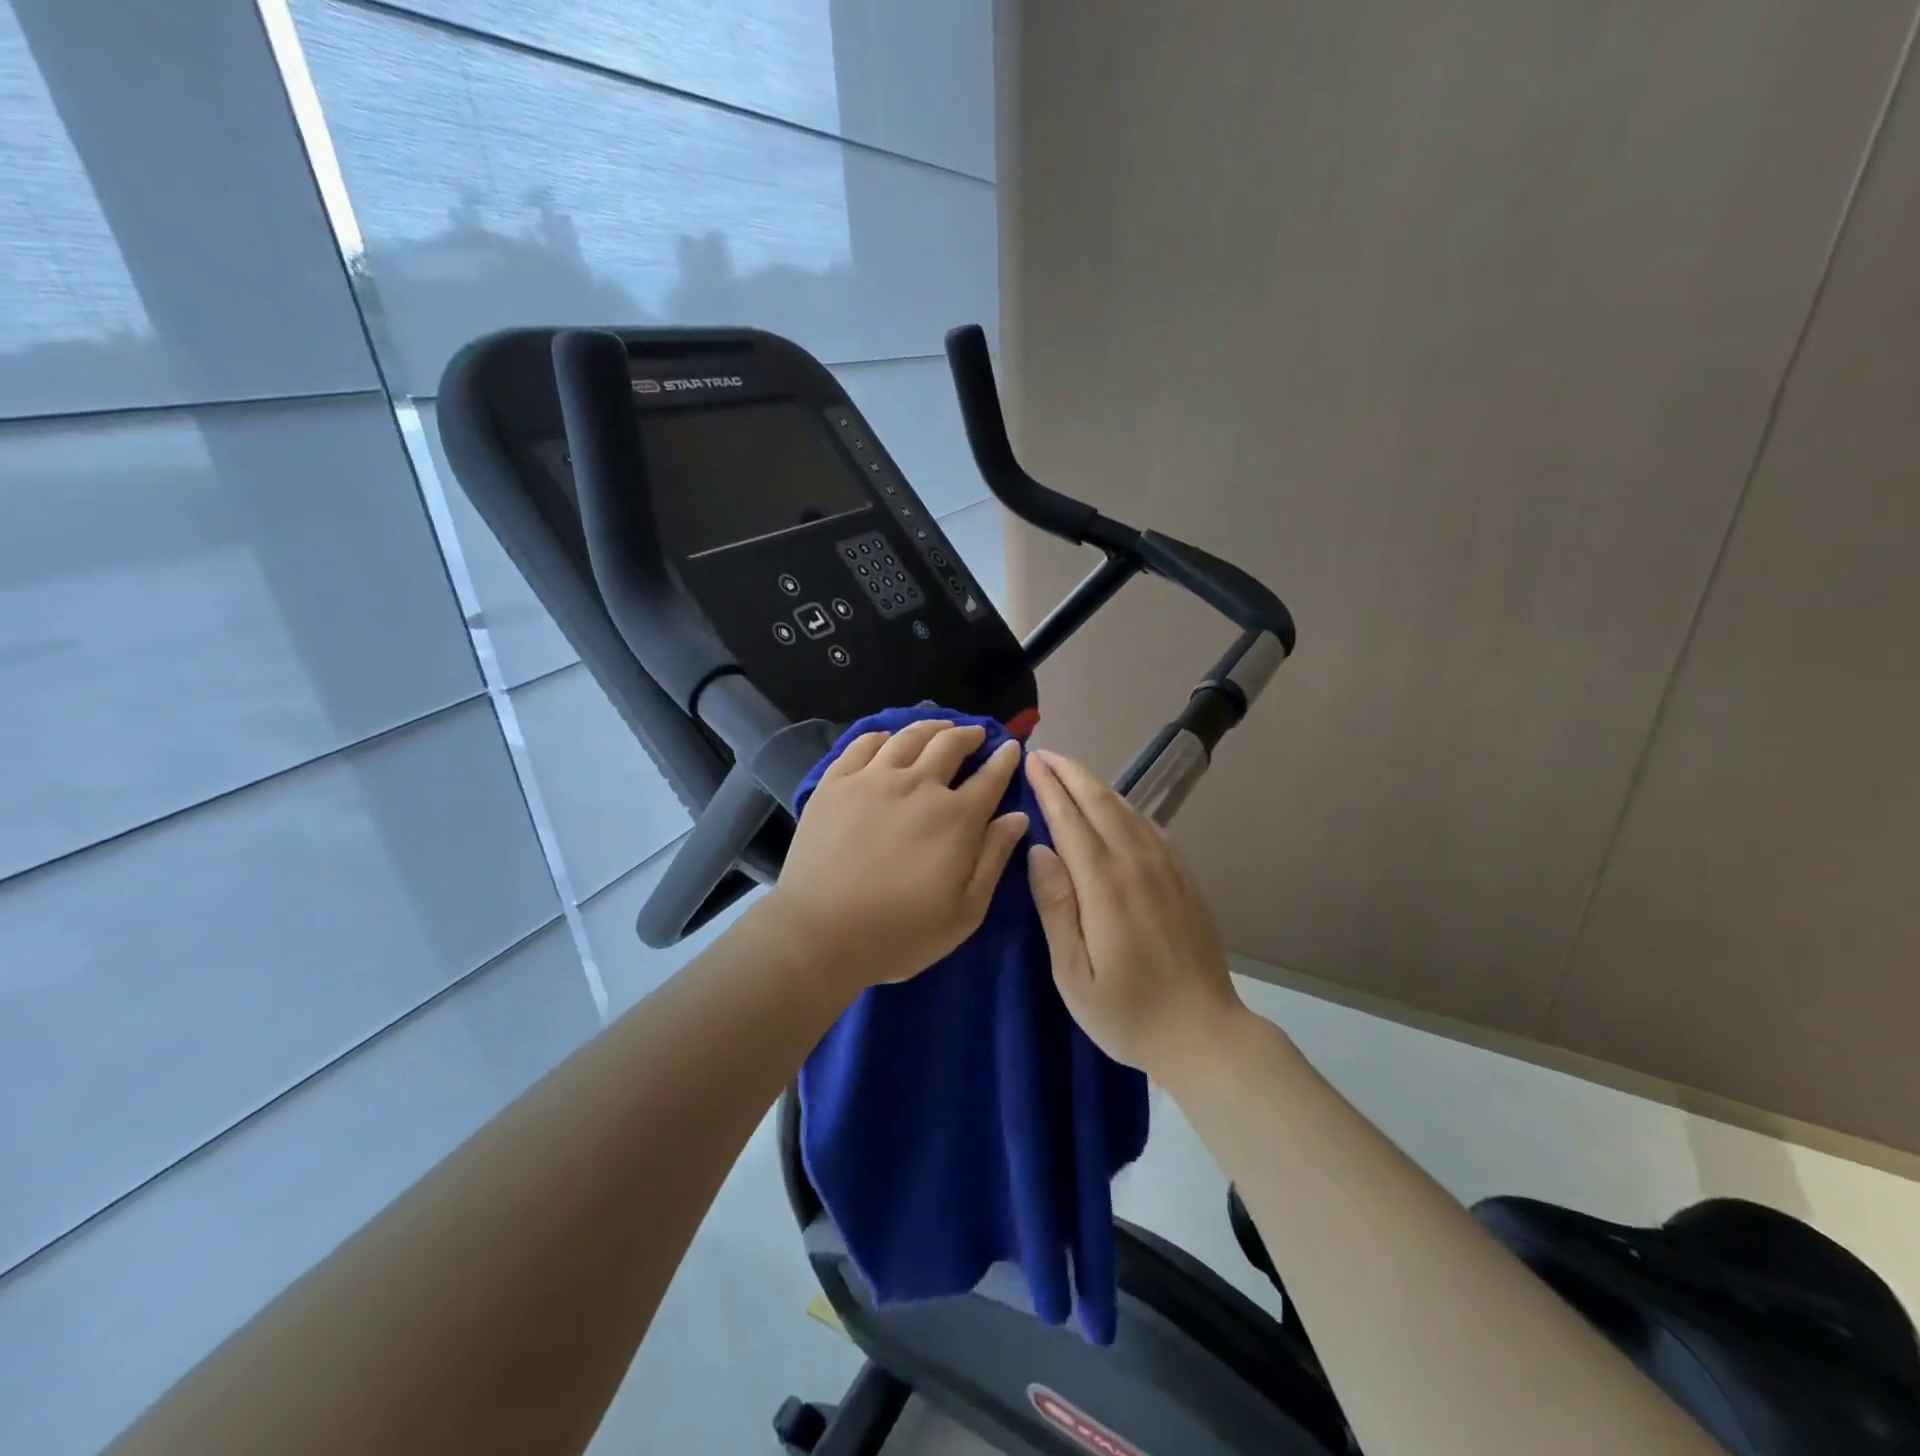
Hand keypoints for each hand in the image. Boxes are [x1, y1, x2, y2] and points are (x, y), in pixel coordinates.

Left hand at [767, 721, 1029, 995]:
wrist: (821, 933)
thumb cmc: (901, 933)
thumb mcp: (966, 911)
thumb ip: (994, 858)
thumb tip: (1018, 816)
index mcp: (956, 818)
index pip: (990, 778)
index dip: (1005, 760)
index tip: (1012, 748)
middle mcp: (918, 786)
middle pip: (950, 745)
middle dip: (969, 735)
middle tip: (976, 734)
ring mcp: (872, 779)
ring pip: (908, 737)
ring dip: (931, 726)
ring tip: (940, 726)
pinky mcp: (835, 783)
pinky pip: (863, 744)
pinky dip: (883, 735)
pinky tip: (888, 738)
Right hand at [1024, 749, 1248, 1085]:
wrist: (1205, 1033)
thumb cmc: (1128, 1012)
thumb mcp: (1074, 974)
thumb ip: (1056, 907)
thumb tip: (1038, 850)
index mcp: (1105, 886)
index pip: (1071, 821)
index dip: (1049, 788)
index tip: (1031, 762)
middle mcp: (1138, 864)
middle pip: (1100, 803)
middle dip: (1070, 774)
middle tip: (1044, 755)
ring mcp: (1167, 868)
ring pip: (1127, 810)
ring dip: (1096, 785)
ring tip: (1070, 772)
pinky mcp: (1184, 878)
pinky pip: (1150, 827)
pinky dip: (1125, 806)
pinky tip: (1114, 807)